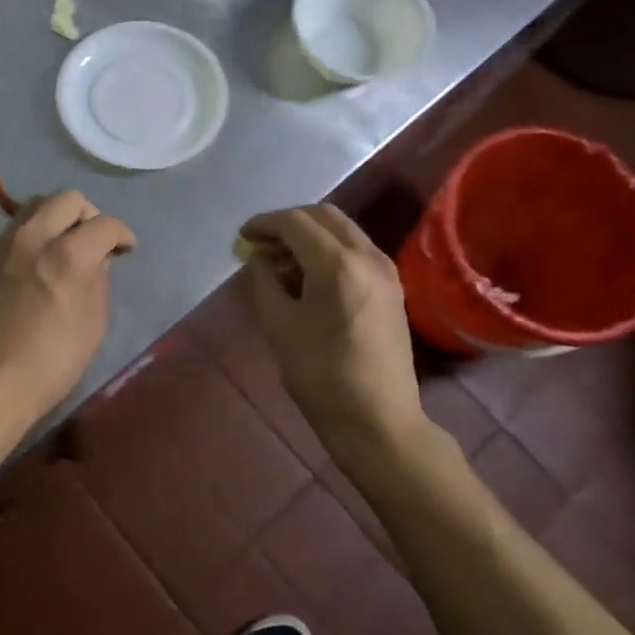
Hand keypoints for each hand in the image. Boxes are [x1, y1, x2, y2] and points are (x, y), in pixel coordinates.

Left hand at [0, 191, 136, 437]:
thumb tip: (96, 261)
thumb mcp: (91, 327)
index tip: (125, 249)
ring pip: (34, 207)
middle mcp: (33, 238)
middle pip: (67, 199)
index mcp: (67, 255)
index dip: (122, 234)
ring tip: (64, 246)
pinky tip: (36, 263)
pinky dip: (33, 235)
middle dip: (89, 214)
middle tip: (94, 240)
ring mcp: (3, 246)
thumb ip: (98, 284)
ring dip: (57, 218)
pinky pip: (14, 231)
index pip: (105, 224)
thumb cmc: (46, 364)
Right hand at [239, 205, 426, 452]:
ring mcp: (385, 269)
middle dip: (288, 222)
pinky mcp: (392, 285)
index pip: (295, 222)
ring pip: (342, 229)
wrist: (377, 419)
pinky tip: (308, 274)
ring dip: (309, 234)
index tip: (242, 237)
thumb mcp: (278, 325)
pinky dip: (329, 248)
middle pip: (323, 215)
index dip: (264, 224)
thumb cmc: (320, 375)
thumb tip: (260, 258)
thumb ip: (264, 280)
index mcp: (337, 264)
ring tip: (281, 260)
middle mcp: (367, 256)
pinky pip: (356, 249)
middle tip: (261, 244)